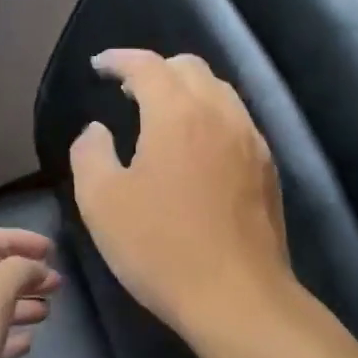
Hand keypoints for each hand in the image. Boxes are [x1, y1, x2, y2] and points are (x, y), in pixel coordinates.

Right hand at [69, 49, 292, 338]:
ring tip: (161, 115)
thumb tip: (97, 130)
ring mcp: (251, 140)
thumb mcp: (101, 202)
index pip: (148, 65)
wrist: (237, 297)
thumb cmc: (160, 247)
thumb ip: (89, 153)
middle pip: (190, 67)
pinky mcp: (267, 168)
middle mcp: (220, 114)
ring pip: (219, 91)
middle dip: (156, 69)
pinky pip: (236, 120)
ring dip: (186, 90)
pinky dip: (210, 116)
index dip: (119, 59)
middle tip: (127, 92)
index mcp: (177, 113)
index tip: (99, 66)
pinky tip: (196, 148)